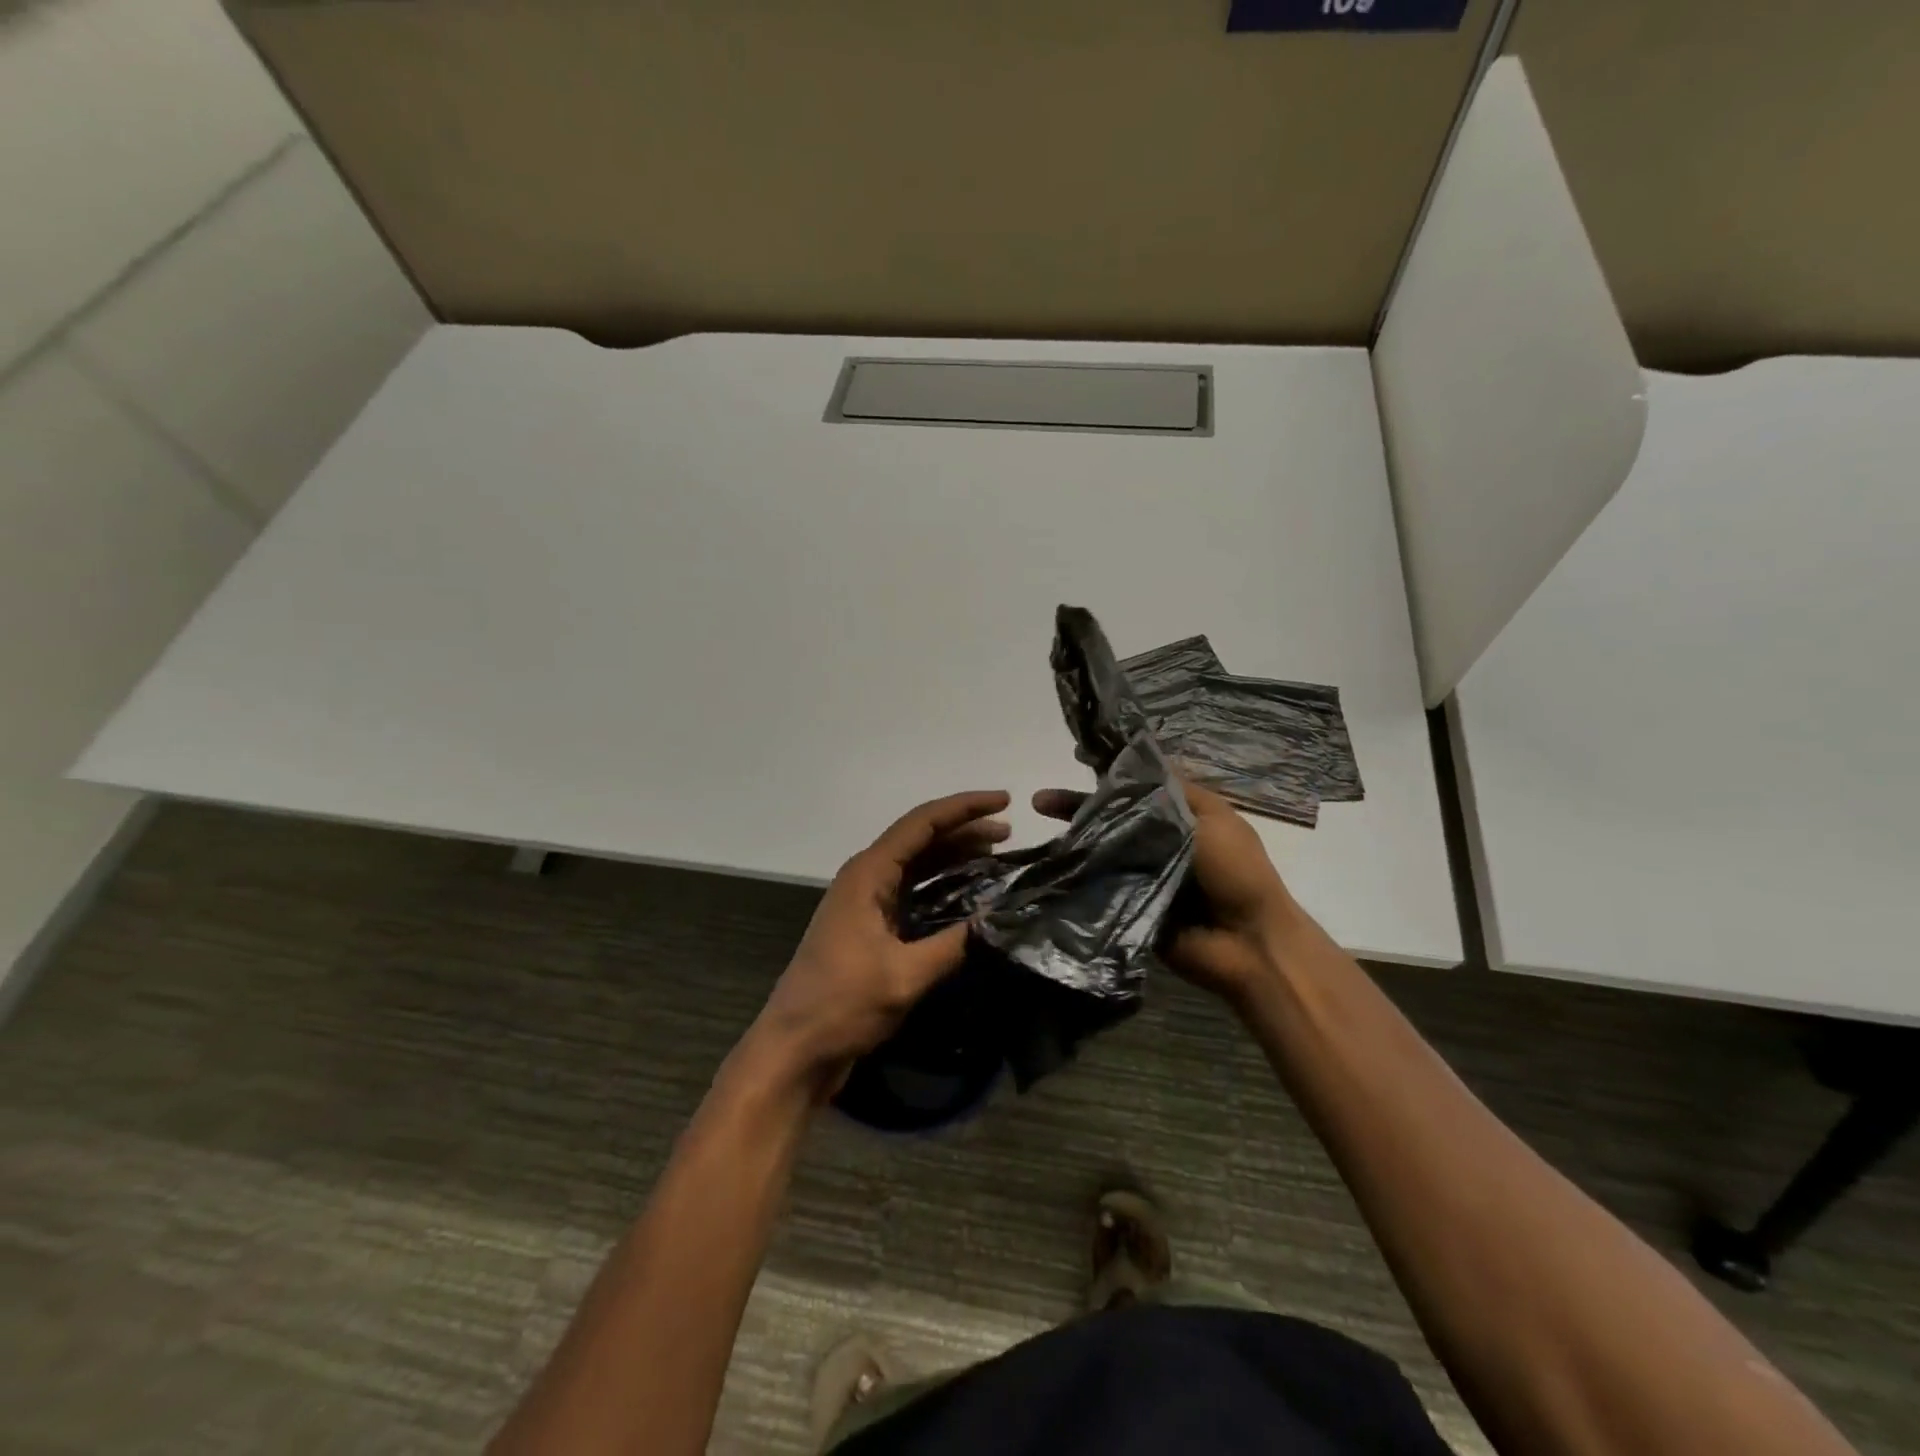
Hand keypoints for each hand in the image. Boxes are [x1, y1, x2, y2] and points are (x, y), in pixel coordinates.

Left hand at [746, 790, 1012, 1094]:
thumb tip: (1000, 918)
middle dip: (964, 831)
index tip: (1004, 801)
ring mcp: (866, 902)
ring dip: (954, 857)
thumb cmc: (843, 1005)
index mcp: (868, 874)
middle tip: (1009, 834)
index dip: (965, 808)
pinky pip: (912, 891)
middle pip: (920, 839)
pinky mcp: (870, 927)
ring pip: (917, 865)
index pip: (922, 824)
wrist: (795, 1049)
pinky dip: (942, 886)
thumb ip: (955, 943)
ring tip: (997, 857)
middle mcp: (865, 878)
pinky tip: (969, 894)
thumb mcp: (905, 975)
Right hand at [1032, 781, 1300, 1004]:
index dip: (1108, 773)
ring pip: (1103, 849)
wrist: (1248, 943)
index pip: (1138, 787)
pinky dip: (1080, 874)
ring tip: (1040, 828)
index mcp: (1182, 816)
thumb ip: (1171, 793)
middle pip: (1112, 816)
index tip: (1078, 759)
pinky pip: (1102, 885)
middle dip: (1079, 806)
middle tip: (1042, 800)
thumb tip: (1134, 764)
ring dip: (1075, 839)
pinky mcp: (1129, 905)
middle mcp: (1158, 840)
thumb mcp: (1211, 819)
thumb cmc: (1237, 872)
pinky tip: (1052, 863)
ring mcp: (1142, 874)